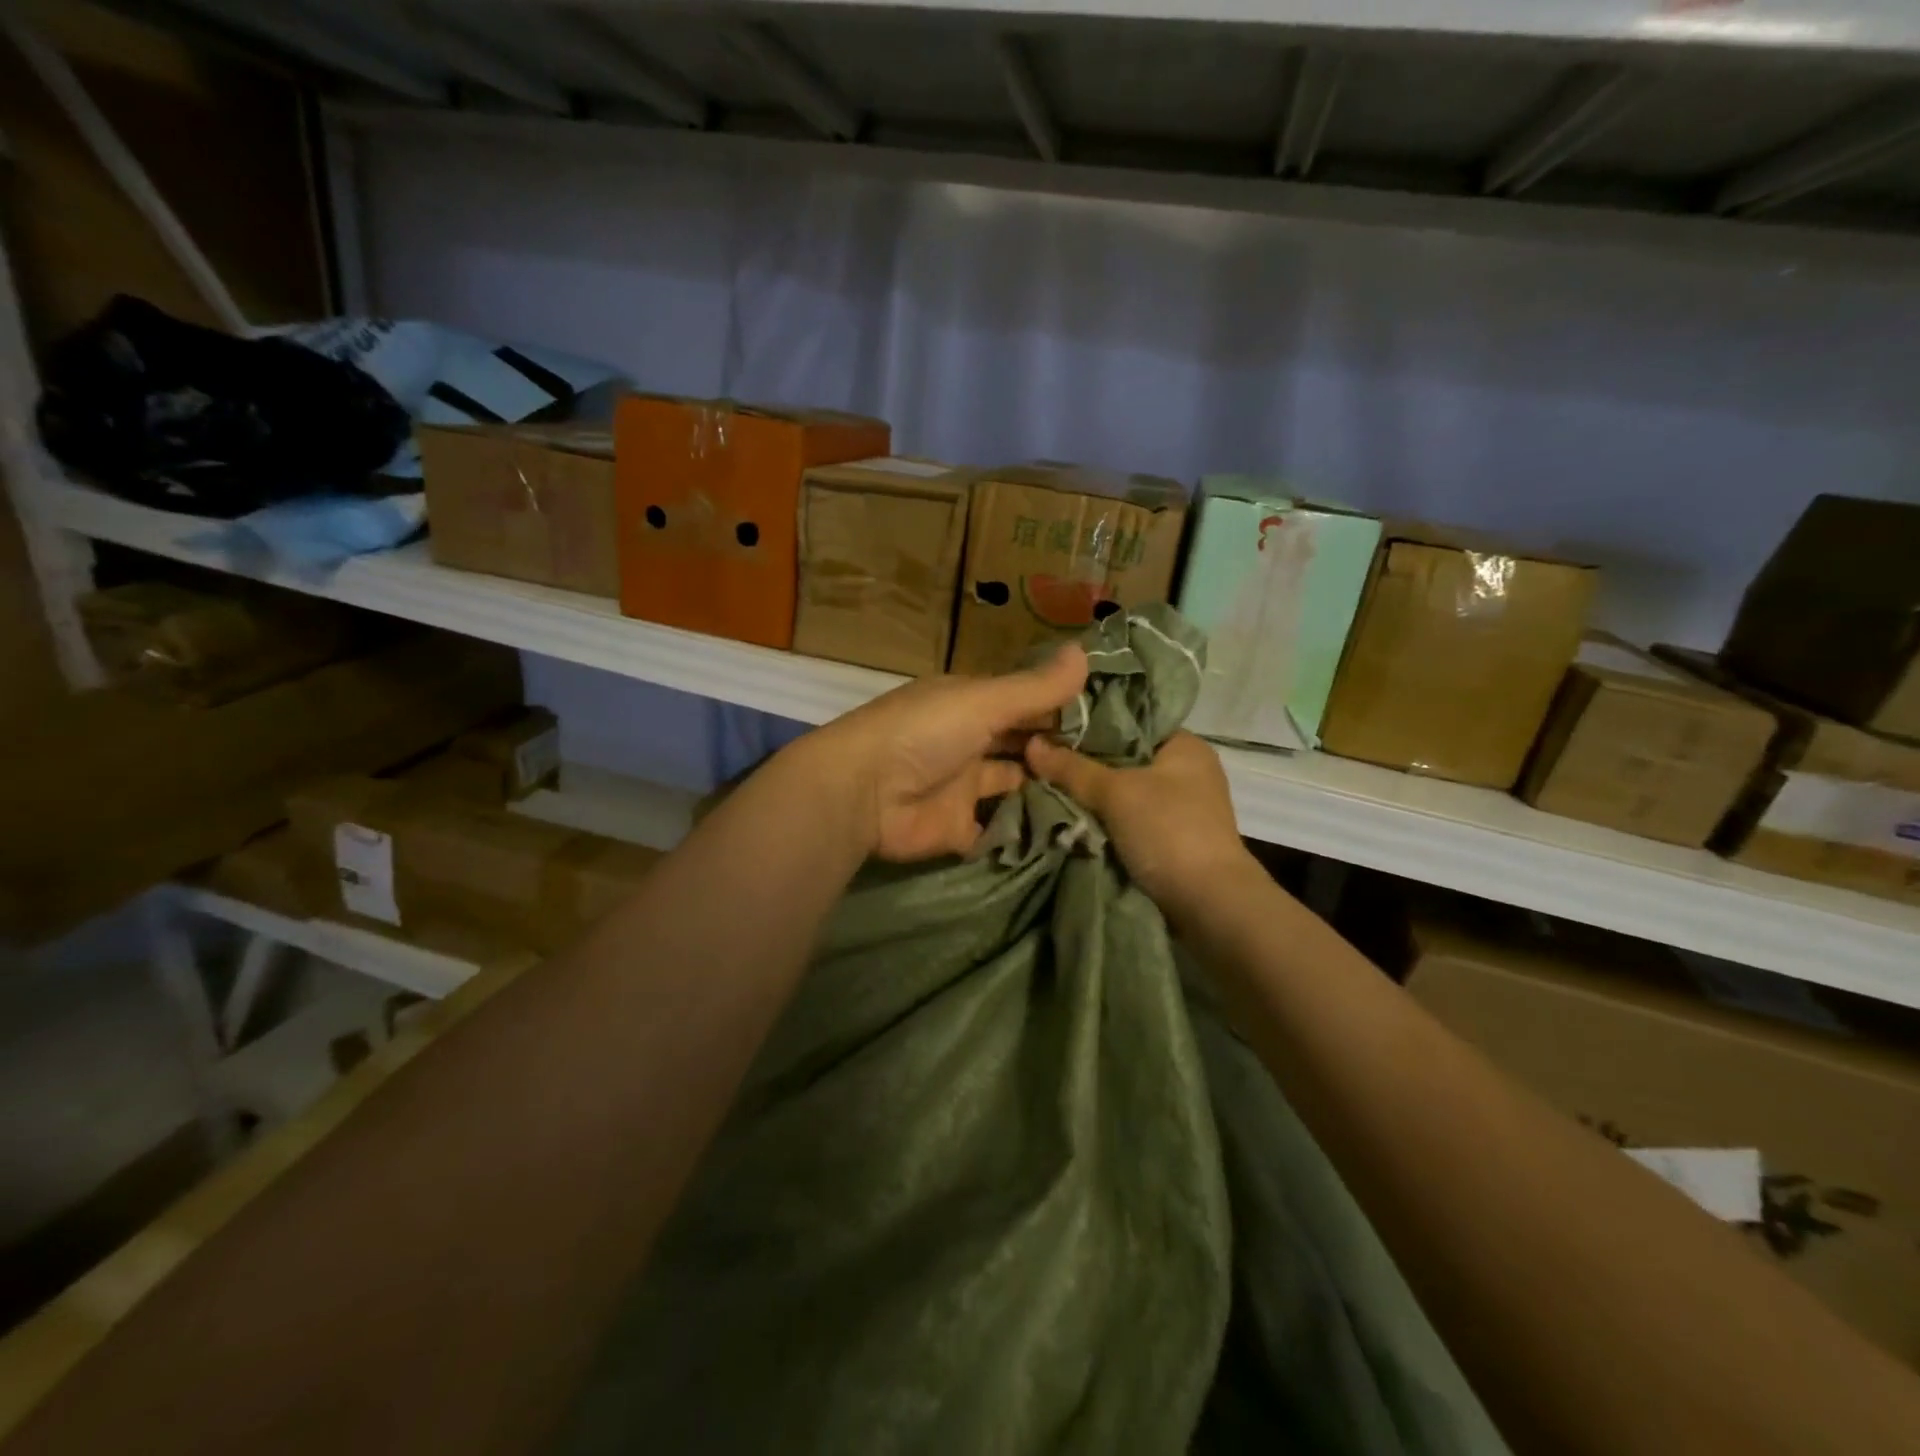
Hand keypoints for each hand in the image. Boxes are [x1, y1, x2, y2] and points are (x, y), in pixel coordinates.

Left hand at [800, 646, 1089, 861]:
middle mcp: (970, 743)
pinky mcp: (958, 830)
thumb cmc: (924, 733)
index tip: (1115, 723)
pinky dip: (1023, 832)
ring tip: (1102, 801)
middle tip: (1117, 767)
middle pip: (1022, 747)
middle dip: (1059, 755)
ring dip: (1046, 793)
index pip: (1026, 704)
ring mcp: (964, 789)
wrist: (863, 793)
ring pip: (1014, 788)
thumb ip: (1036, 687)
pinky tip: (1067, 834)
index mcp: (972, 706)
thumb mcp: (984, 701)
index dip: (1063, 711)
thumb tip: (1086, 652)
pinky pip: (997, 831)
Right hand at [1025, 730, 1249, 918]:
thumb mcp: (1115, 792)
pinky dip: (1104, 820)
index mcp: (1185, 746)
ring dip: (1091, 796)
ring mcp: (1180, 807)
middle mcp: (1186, 771)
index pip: (1130, 722)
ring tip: (1047, 787)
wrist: (1208, 904)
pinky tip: (1070, 817)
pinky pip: (1128, 819)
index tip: (1051, 728)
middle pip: (1123, 758)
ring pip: (1123, 791)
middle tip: (1042, 761)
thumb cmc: (1168, 831)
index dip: (1090, 724)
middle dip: (1084, 764)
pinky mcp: (1171, 839)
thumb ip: (1072, 768)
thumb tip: (1031, 744)